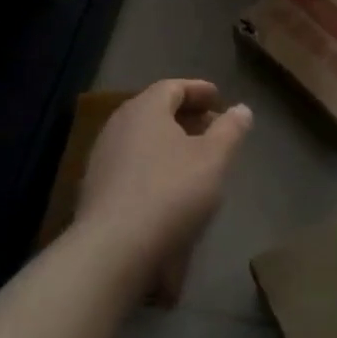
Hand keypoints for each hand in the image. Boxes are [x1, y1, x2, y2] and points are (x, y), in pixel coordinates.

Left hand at [75, 79, 251, 297]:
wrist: (112, 250)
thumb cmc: (170, 192)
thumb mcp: (214, 158)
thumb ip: (230, 129)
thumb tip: (241, 109)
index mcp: (145, 109)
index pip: (173, 87)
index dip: (199, 90)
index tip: (219, 98)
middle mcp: (118, 125)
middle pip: (155, 111)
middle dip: (186, 116)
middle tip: (212, 128)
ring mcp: (102, 158)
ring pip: (142, 139)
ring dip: (169, 142)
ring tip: (195, 159)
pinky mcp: (94, 190)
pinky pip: (131, 164)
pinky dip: (153, 165)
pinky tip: (169, 187)